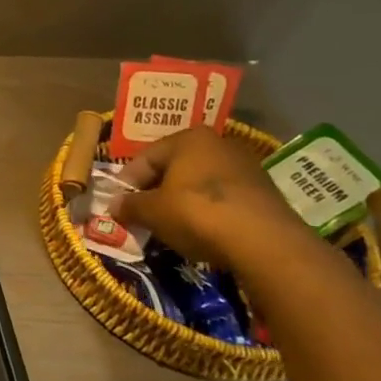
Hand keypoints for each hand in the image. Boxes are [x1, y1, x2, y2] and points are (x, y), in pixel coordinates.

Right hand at [115, 127, 305, 268]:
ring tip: (171, 226)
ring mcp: (246, 167)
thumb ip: (129, 205)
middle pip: (174, 168)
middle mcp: (218, 144)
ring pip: (199, 183)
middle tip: (143, 215)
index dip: (127, 184)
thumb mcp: (152, 212)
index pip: (145, 158)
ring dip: (181, 202)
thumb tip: (114, 205)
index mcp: (188, 138)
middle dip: (155, 191)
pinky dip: (208, 212)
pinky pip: (223, 199)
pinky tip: (202, 232)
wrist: (265, 242)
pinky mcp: (264, 192)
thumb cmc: (197, 213)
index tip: (120, 206)